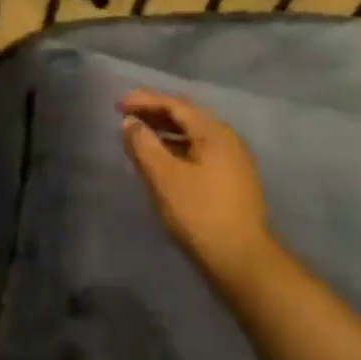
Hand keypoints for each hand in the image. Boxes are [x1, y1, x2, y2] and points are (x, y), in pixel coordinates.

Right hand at [120, 90, 276, 292]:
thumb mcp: (164, 177)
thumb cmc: (199, 213)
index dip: (145, 100)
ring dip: (165, 132)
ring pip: (194, 135)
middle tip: (126, 116)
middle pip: (187, 117)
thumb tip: (131, 123)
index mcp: (214, 132)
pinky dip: (177, 148)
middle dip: (155, 113)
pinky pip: (200, 151)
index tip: (118, 104)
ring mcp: (234, 160)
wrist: (242, 259)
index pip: (175, 105)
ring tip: (139, 136)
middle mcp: (228, 139)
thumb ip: (144, 145)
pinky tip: (162, 161)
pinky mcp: (233, 180)